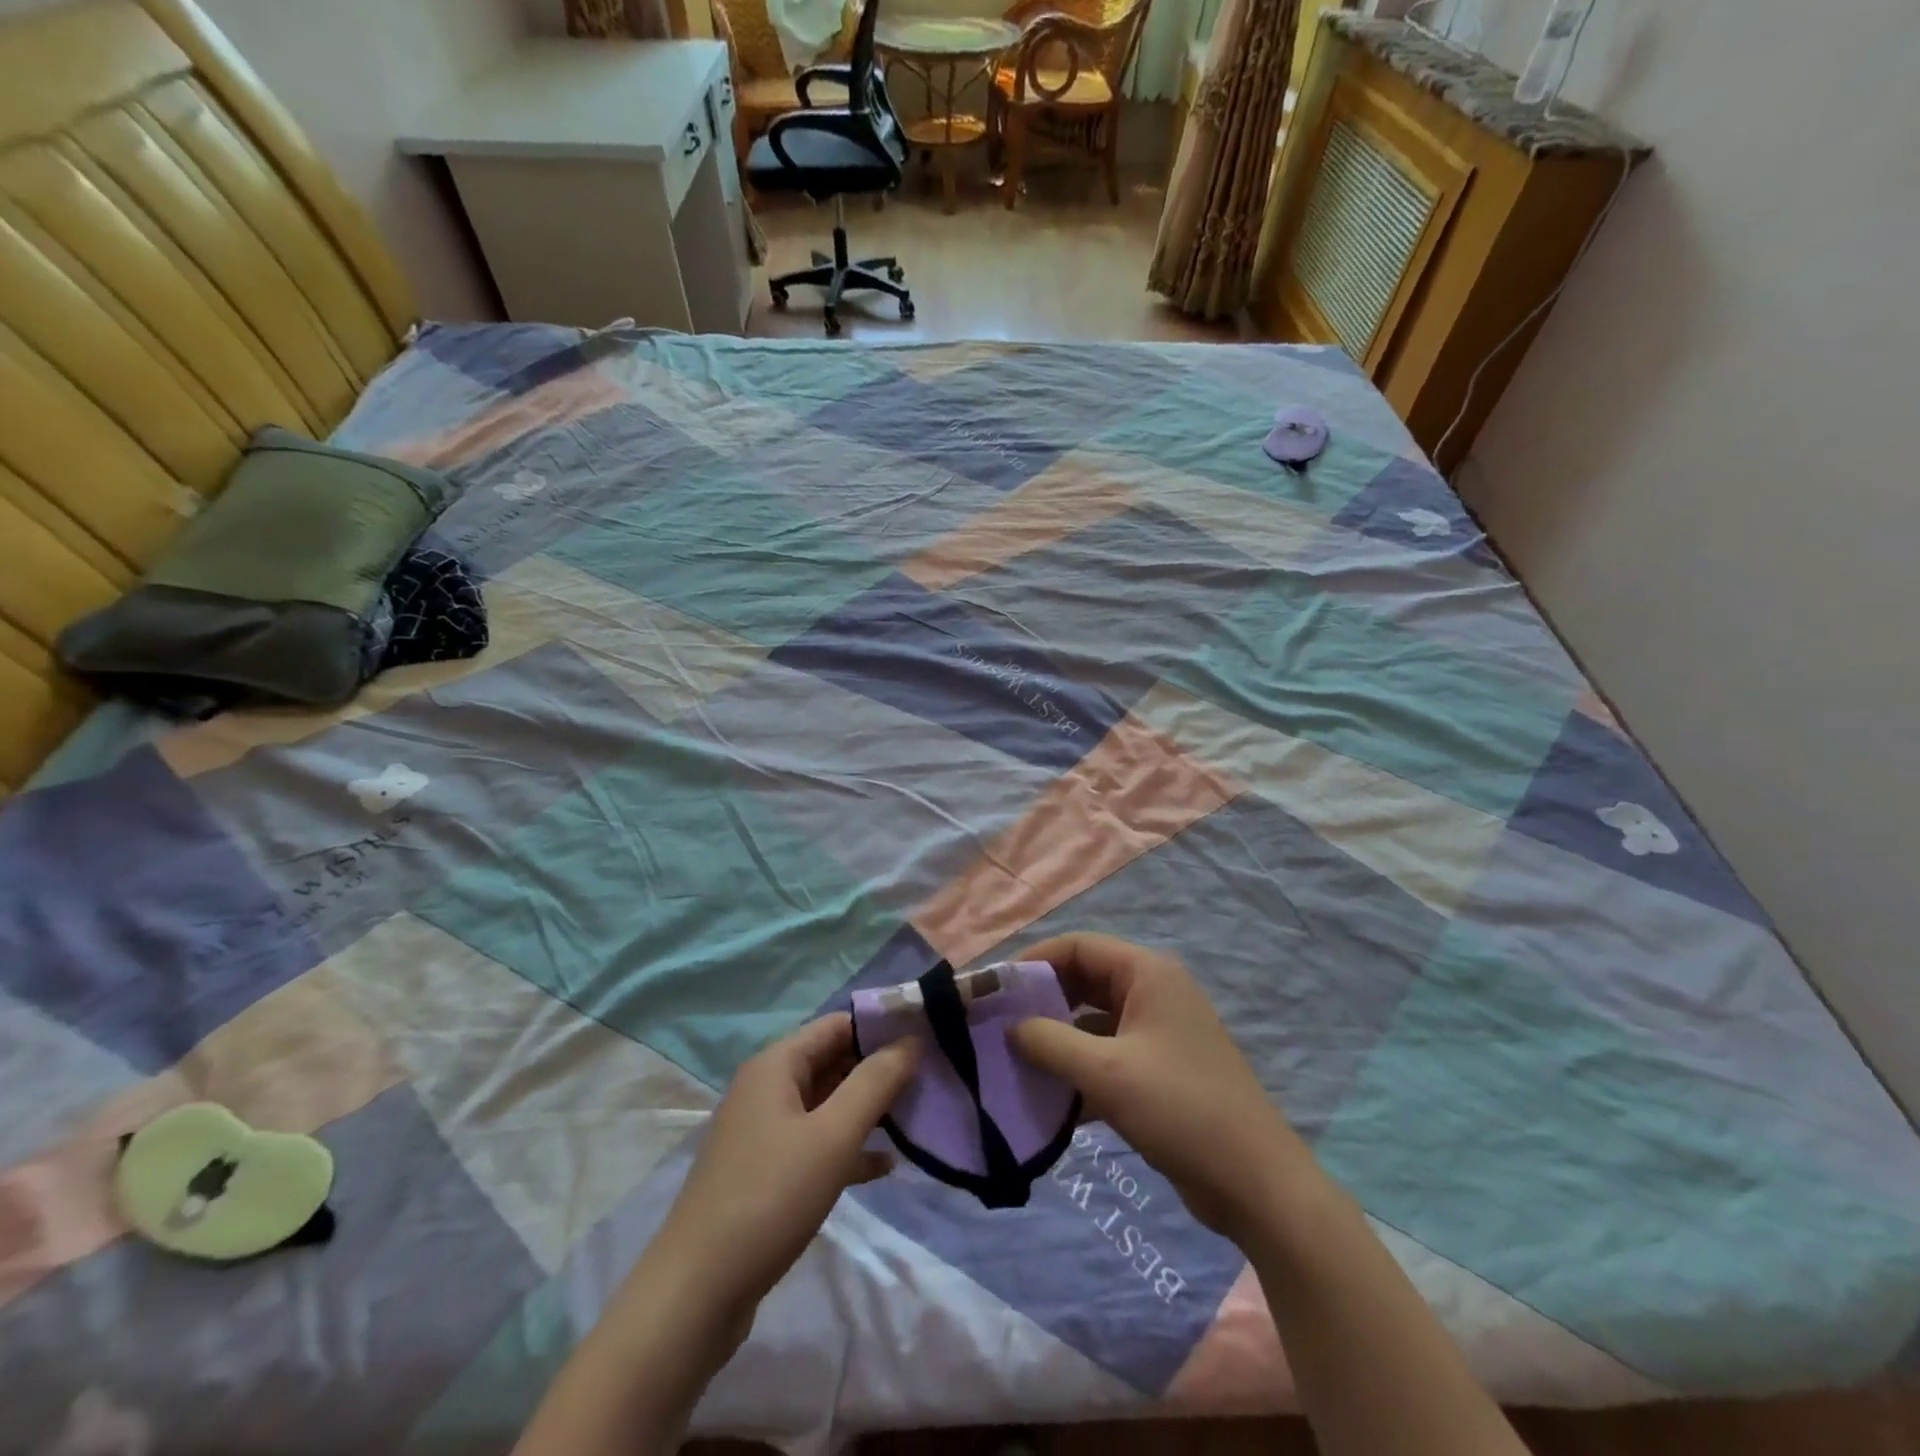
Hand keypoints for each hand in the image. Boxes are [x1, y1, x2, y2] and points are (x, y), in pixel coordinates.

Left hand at [652, 1014, 919, 1336]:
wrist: (696, 1294)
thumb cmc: (770, 1198)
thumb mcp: (833, 1135)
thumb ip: (875, 1082)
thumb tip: (911, 1039)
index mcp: (777, 1064)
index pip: (839, 1024)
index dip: (882, 1026)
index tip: (928, 1037)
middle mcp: (767, 1087)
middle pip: (833, 1060)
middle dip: (879, 1068)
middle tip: (930, 1079)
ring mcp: (764, 1130)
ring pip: (827, 1102)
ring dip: (868, 1107)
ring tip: (916, 1116)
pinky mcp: (766, 1170)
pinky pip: (816, 1142)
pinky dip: (848, 1146)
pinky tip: (884, 1166)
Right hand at [1009, 932, 1310, 1239]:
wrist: (1255, 1183)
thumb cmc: (1180, 1109)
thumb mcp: (1106, 1072)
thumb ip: (1049, 1042)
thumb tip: (1010, 1027)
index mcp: (1146, 973)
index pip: (1078, 946)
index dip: (1034, 961)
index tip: (996, 989)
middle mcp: (1152, 991)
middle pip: (1083, 980)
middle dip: (1042, 1001)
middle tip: (999, 1026)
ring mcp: (1158, 1032)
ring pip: (1092, 1020)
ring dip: (1057, 1037)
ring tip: (1015, 1061)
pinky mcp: (1159, 1069)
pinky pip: (1106, 1053)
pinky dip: (1078, 1067)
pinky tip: (1049, 1097)